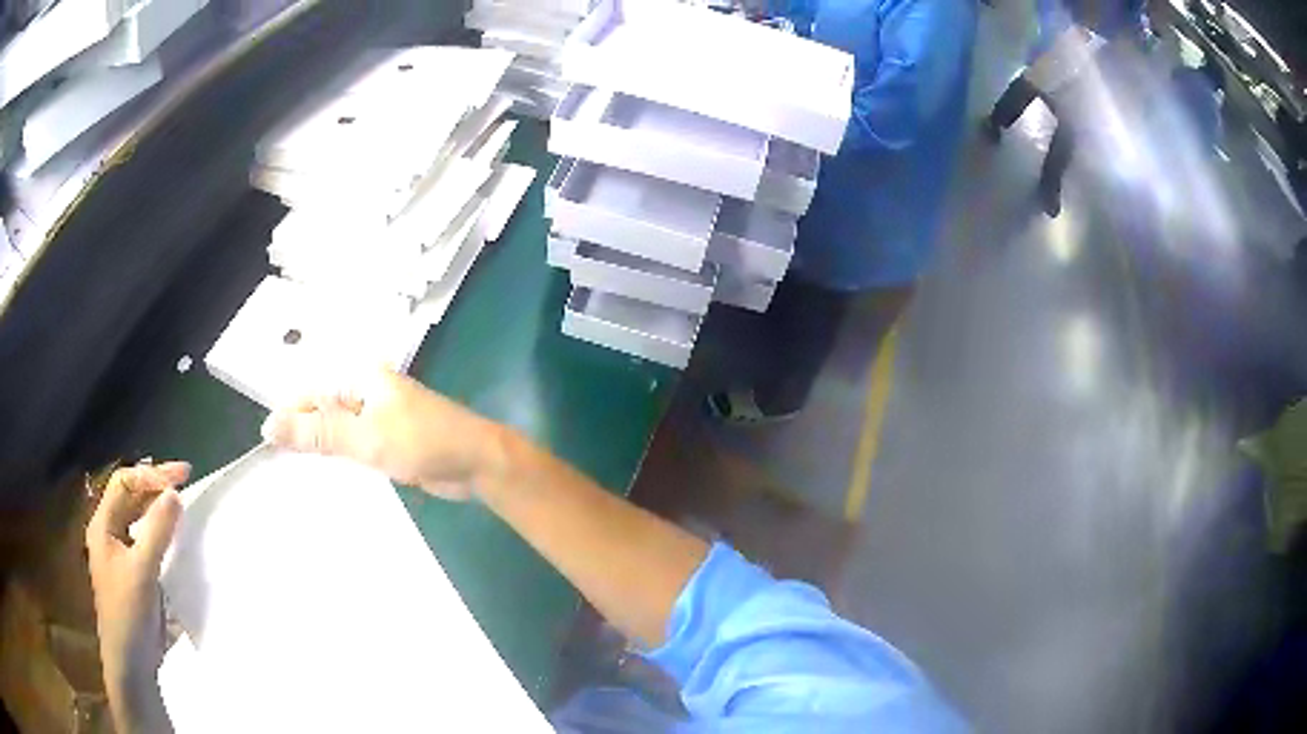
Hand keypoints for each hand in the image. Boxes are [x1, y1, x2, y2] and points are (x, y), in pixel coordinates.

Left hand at [85, 461, 186, 723]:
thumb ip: (157, 531)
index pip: (125, 482)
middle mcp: (108, 533)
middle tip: (185, 481)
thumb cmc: (129, 612)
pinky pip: (145, 541)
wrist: (131, 662)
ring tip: (181, 505)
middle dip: (155, 486)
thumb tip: (175, 493)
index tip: (183, 477)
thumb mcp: (142, 571)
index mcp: (103, 525)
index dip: (152, 475)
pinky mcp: (132, 574)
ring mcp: (119, 555)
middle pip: (130, 497)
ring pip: (138, 519)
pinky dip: (160, 533)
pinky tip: (174, 538)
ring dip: (158, 509)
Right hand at [261, 369, 503, 500]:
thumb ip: (319, 433)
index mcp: (360, 376)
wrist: (477, 463)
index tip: (266, 445)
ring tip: (292, 473)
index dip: (287, 416)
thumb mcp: (365, 438)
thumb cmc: (423, 442)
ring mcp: (378, 417)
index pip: (310, 392)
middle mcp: (366, 390)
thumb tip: (269, 426)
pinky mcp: (388, 441)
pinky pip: (354, 447)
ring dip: (320, 450)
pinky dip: (340, 460)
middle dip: (302, 435)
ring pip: (337, 431)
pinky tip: (324, 477)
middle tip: (276, 464)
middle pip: (322, 411)